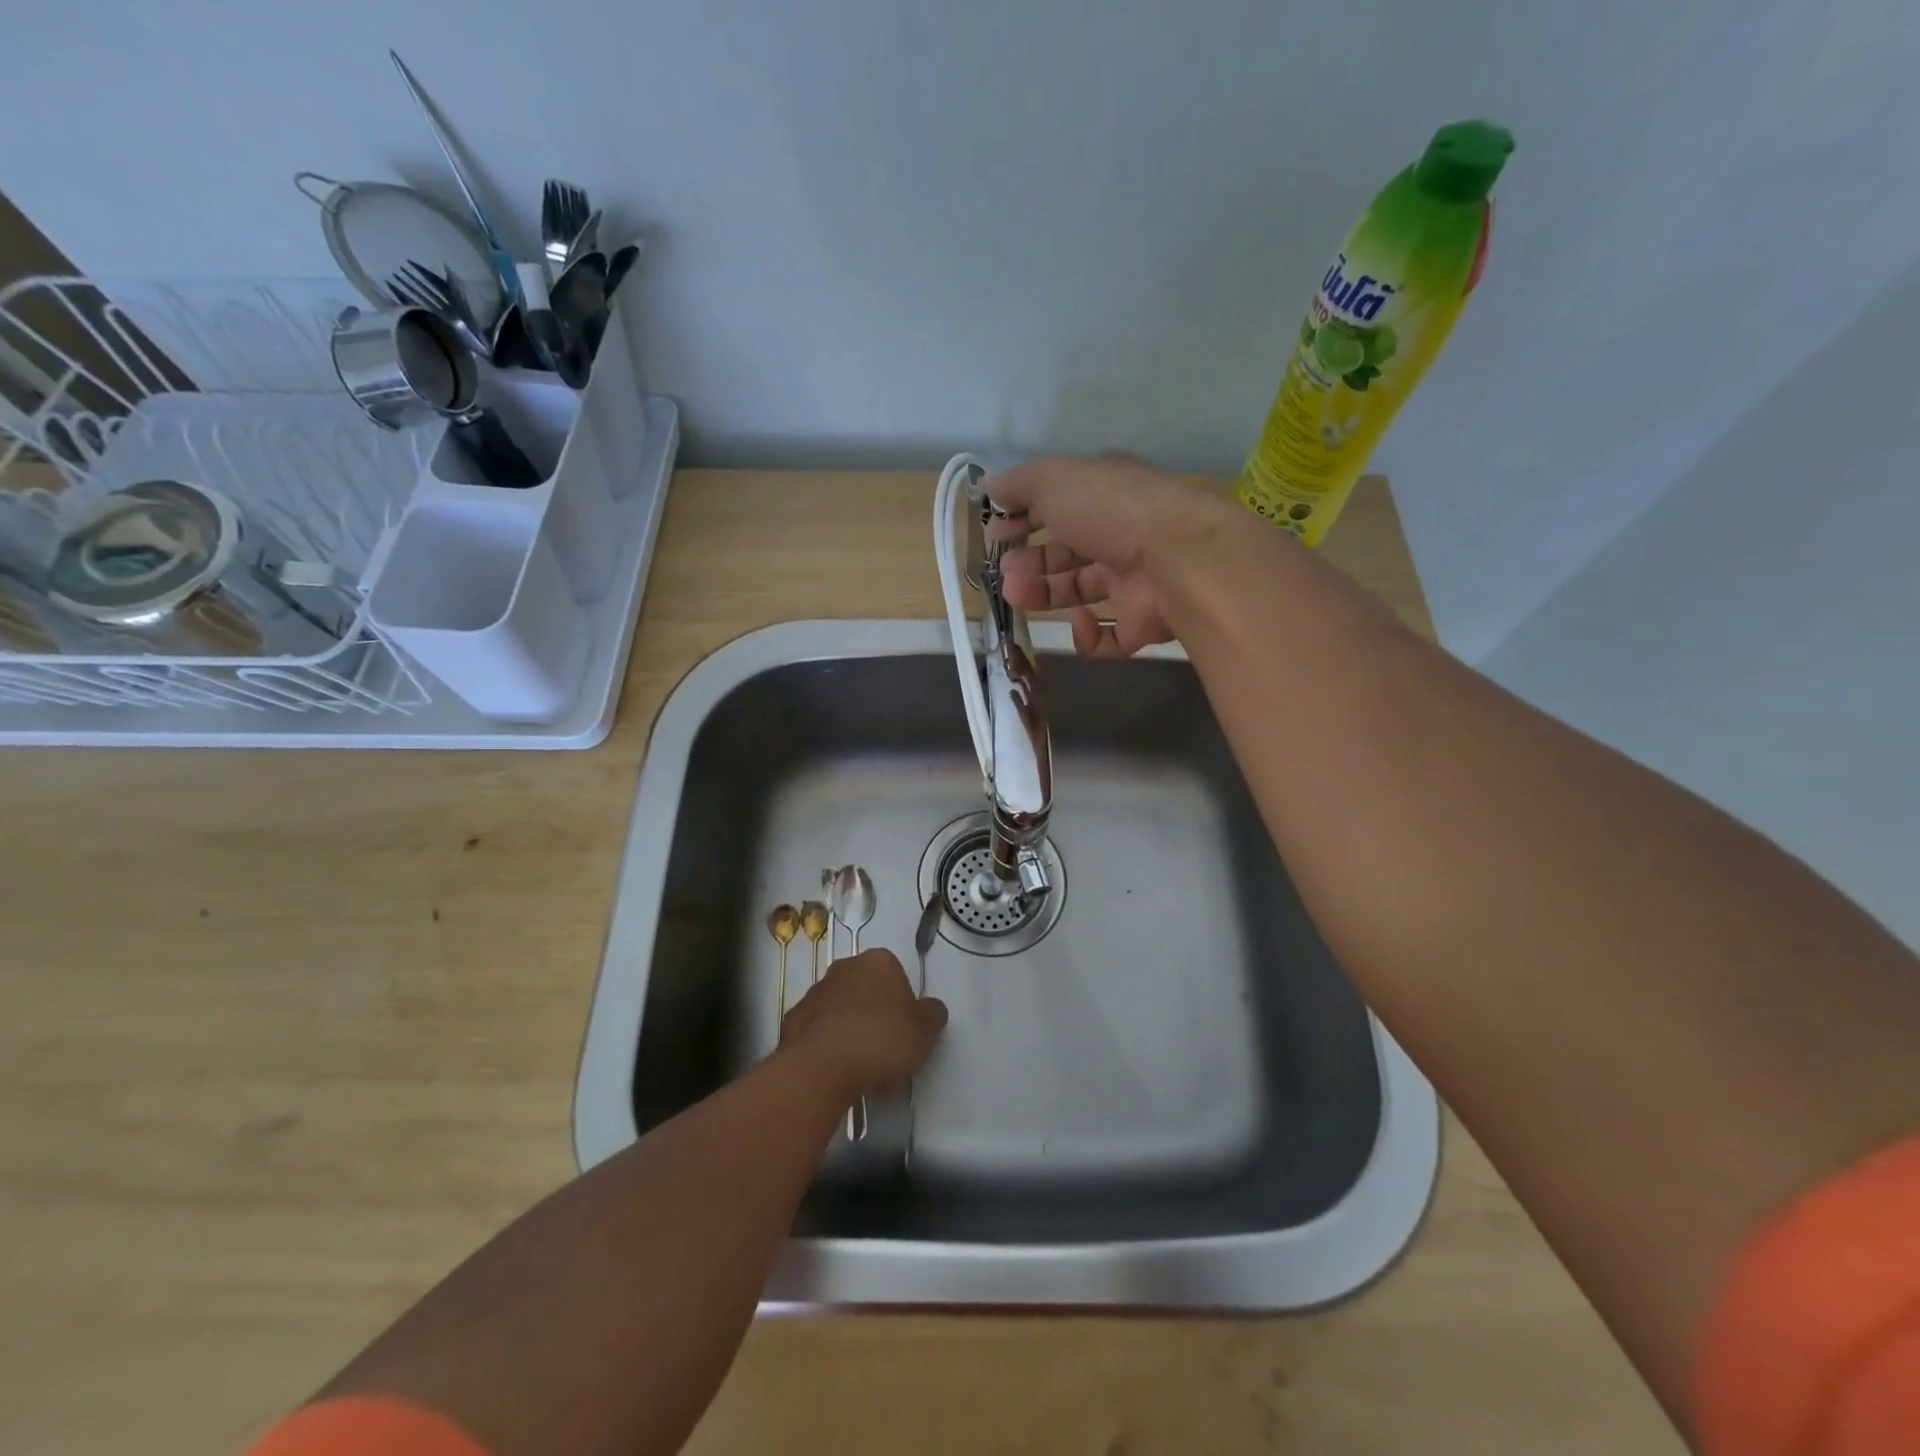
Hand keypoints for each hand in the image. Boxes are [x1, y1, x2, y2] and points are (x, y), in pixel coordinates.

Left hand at [779, 948, 948, 1101]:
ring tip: (860, 1063)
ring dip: (849, 1026)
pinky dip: (826, 1043)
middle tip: (885, 1045)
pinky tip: (835, 1068)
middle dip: (874, 1011)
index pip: (896, 974)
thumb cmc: (880, 1040)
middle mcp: (845, 968)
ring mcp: (815, 992)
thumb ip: (932, 1014)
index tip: (905, 1029)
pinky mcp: (792, 1019)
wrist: (821, 1067)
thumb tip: (931, 1009)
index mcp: (878, 961)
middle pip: (866, 988)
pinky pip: (818, 1029)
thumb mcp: (925, 1030)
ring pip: (840, 1007)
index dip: (903, 1002)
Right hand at [984, 454, 1233, 656]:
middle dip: (1029, 562)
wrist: (1178, 559)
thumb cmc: (1110, 511)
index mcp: (1103, 496)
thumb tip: (991, 487)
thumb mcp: (1054, 480)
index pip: (1057, 506)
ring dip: (1044, 594)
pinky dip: (1088, 635)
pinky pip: (1108, 636)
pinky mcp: (1142, 622)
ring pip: (1080, 591)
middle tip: (1005, 572)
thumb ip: (1019, 485)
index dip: (1022, 519)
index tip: (993, 535)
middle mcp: (1119, 535)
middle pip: (1065, 553)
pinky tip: (1078, 622)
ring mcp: (1133, 581)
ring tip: (1017, 595)